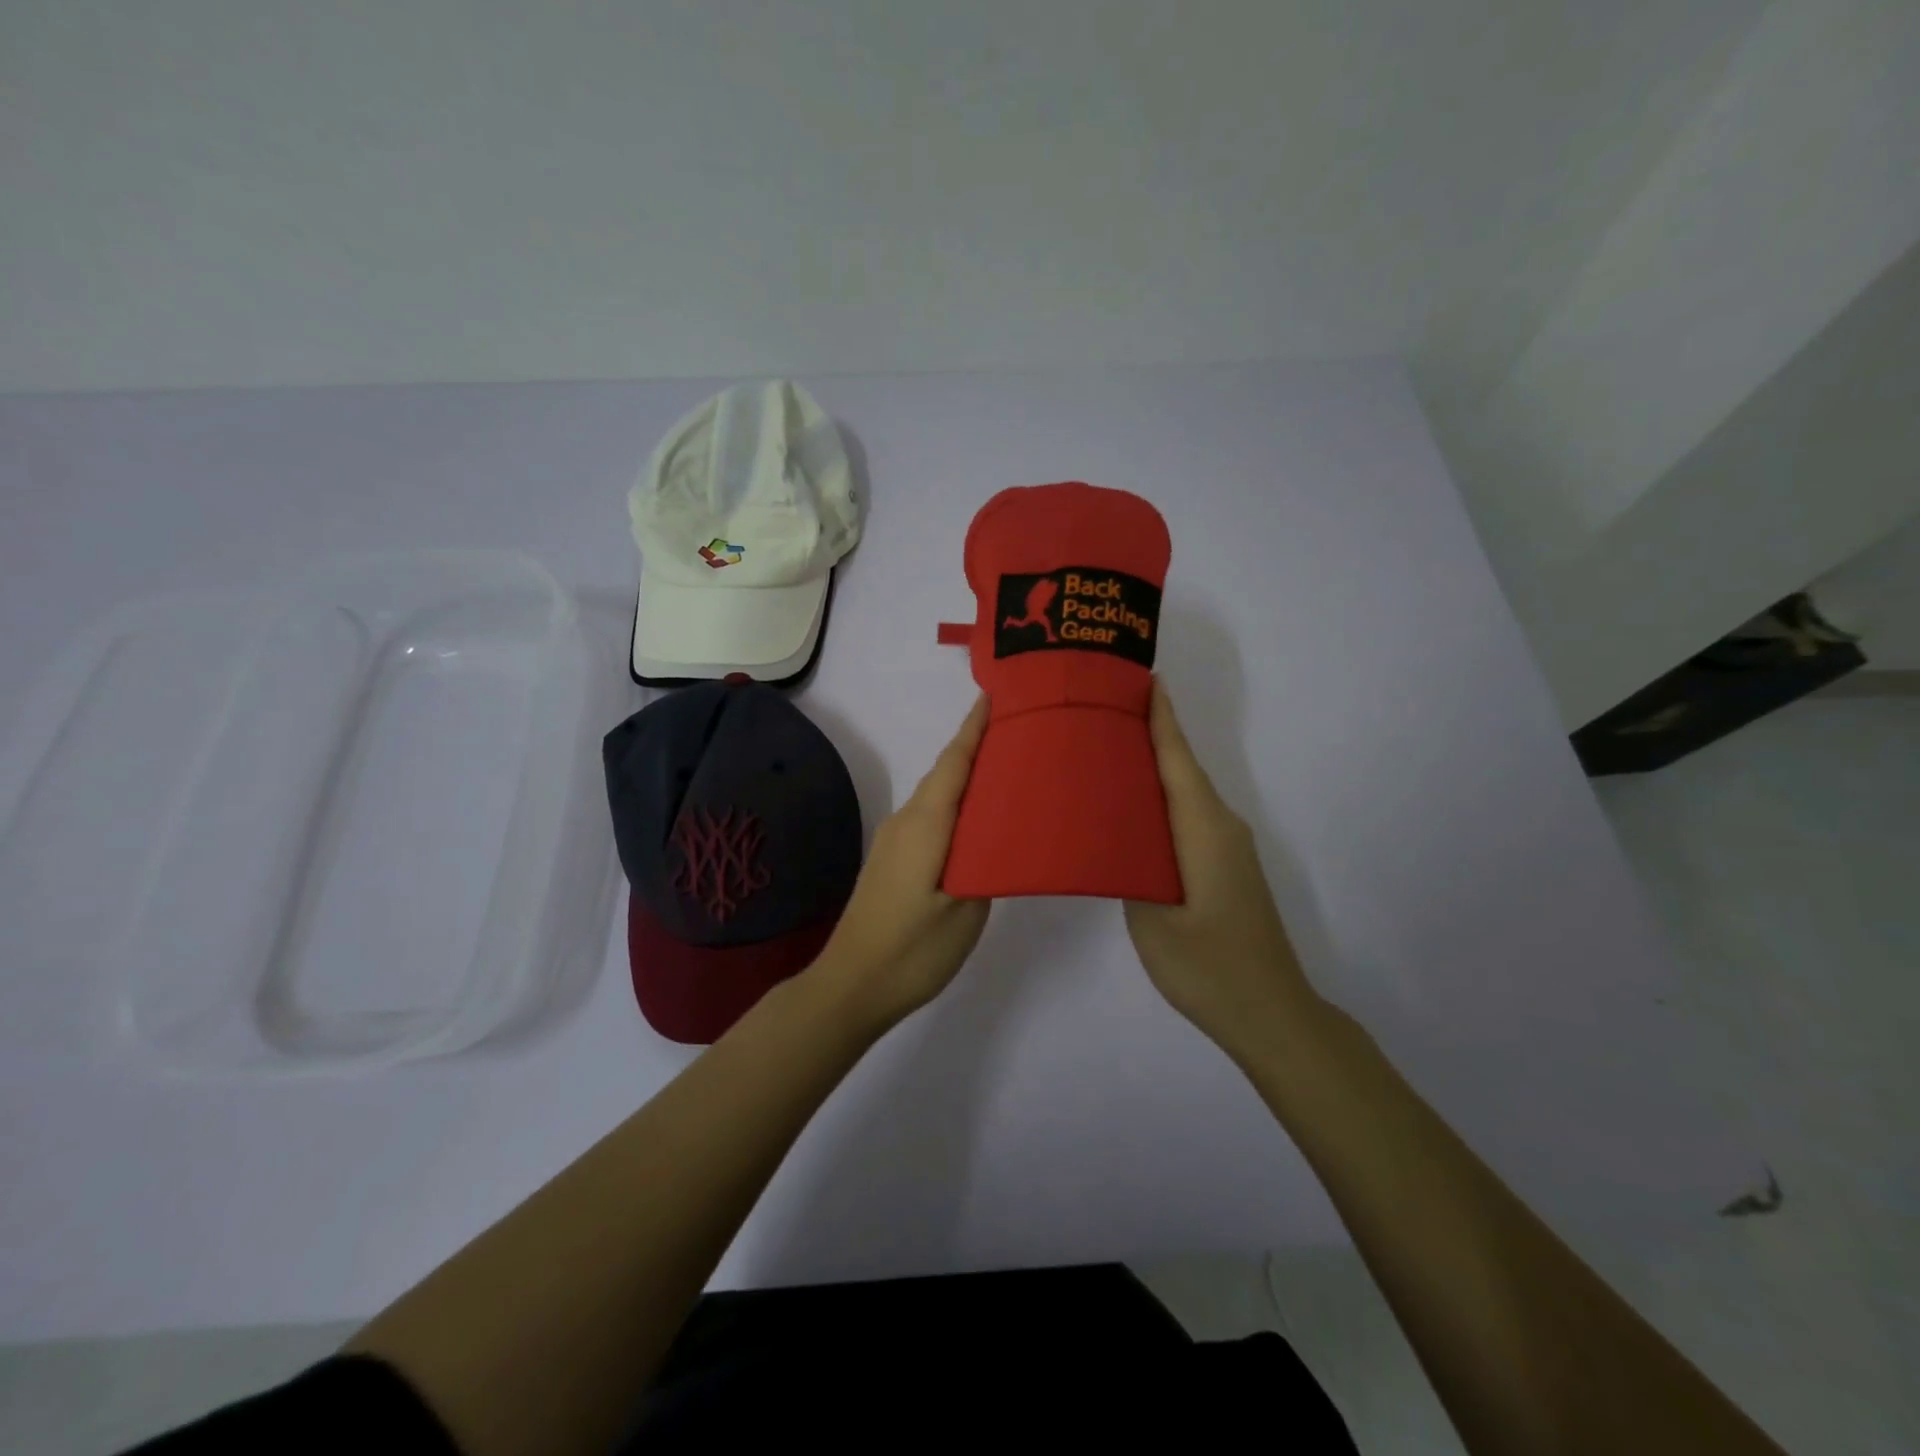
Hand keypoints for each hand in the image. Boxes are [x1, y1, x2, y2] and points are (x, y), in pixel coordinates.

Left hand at [810, 696, 992, 1027]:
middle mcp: (906, 821)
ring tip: (1009, 774)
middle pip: (945, 774)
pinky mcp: (893, 860)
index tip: (996, 695)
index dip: (974, 728)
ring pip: (937, 797)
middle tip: (1021, 734)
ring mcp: (895, 841)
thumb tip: (993, 838)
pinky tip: (978, 823)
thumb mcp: (964, 910)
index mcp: (925, 824)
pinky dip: (956, 807)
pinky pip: (930, 818)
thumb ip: (985, 865)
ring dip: (967, 779)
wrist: (850, 985)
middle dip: (978, 748)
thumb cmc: (911, 948)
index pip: (953, 763)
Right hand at [1124, 681, 1319, 1054]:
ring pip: (1186, 795)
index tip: (1143, 680)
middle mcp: (1221, 827)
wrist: (1271, 1013)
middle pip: (1182, 770)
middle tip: (1102, 714)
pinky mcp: (1225, 868)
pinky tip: (1131, 812)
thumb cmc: (1209, 965)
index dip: (1161, 719)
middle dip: (1150, 736)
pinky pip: (1189, 818)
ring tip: (1106, 755)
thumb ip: (1129, 867)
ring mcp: (1227, 848)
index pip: (1178, 760)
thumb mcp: (1152, 918)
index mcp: (1203, 828)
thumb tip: (1112, 835)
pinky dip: (1162, 802)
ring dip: (1154, 770)